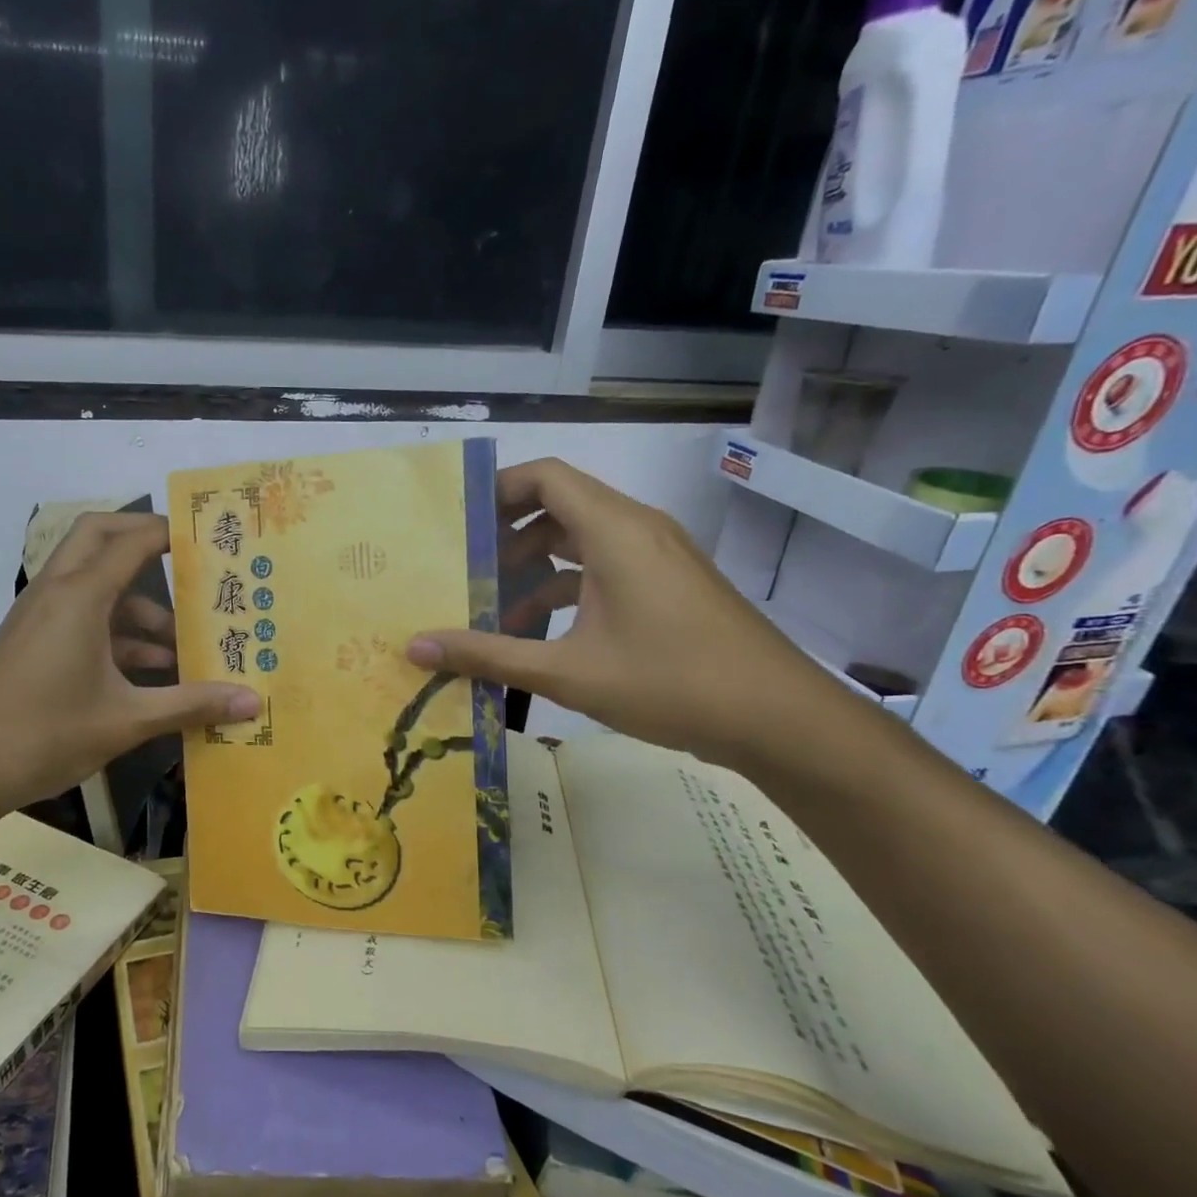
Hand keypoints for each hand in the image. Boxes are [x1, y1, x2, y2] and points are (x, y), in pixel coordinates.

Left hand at [0, 512, 259, 820]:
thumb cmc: (46, 735)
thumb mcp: (127, 720)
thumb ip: (191, 704)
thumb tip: (252, 702)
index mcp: (79, 596)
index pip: (131, 541)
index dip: (171, 533)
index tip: (209, 538)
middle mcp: (57, 592)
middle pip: (100, 538)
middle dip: (144, 541)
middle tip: (190, 561)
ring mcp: (40, 617)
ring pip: (94, 583)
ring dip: (137, 603)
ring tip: (185, 643)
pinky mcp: (33, 641)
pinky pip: (82, 616)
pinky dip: (117, 631)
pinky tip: (152, 672)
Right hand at [407, 458, 846, 764]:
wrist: (780, 720)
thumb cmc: (671, 682)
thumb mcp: (566, 672)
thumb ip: (487, 655)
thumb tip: (415, 648)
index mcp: (615, 531)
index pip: (546, 476)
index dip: (497, 488)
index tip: (455, 519)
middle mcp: (638, 529)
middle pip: (560, 505)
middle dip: (507, 534)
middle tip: (463, 566)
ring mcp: (658, 558)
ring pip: (581, 540)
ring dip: (535, 567)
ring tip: (493, 607)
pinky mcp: (669, 585)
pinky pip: (605, 568)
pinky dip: (567, 588)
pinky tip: (539, 634)